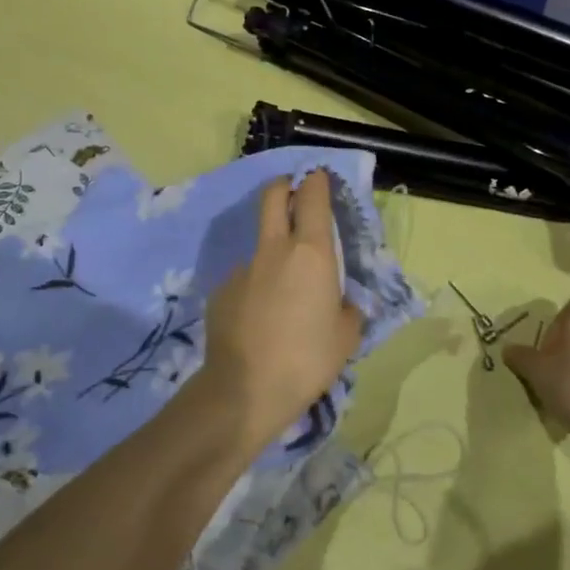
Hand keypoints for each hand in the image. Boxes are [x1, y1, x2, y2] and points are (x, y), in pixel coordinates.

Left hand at [192, 171, 363, 453]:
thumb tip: (341, 303)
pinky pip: (245, 278)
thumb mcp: (347, 336)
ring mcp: (243, 268)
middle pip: (273, 197)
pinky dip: (255, 287)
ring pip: (260, 244)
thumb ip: (348, 309)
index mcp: (311, 253)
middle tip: (294, 196)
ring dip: (272, 252)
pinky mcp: (221, 290)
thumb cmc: (308, 359)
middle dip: (284, 187)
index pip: (312, 197)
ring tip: (282, 293)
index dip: (316, 182)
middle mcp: (275, 250)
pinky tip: (259, 319)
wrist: (245, 390)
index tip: (319, 179)